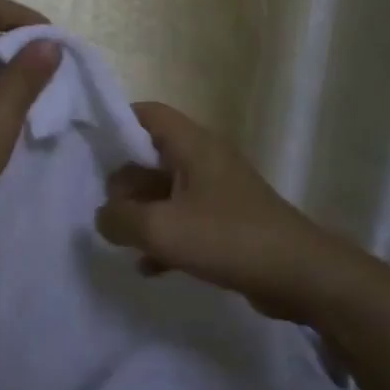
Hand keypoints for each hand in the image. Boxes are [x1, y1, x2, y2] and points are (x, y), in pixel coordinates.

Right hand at [93, 102, 341, 318]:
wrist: (301, 276)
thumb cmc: (229, 238)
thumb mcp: (162, 229)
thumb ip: (120, 219)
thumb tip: (102, 216)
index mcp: (193, 145)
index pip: (147, 113)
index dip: (116, 123)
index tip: (88, 149)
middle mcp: (205, 160)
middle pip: (151, 156)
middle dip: (123, 181)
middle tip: (103, 209)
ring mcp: (218, 192)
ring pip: (165, 192)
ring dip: (142, 213)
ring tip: (119, 239)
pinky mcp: (227, 223)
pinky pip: (184, 221)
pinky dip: (164, 238)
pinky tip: (148, 267)